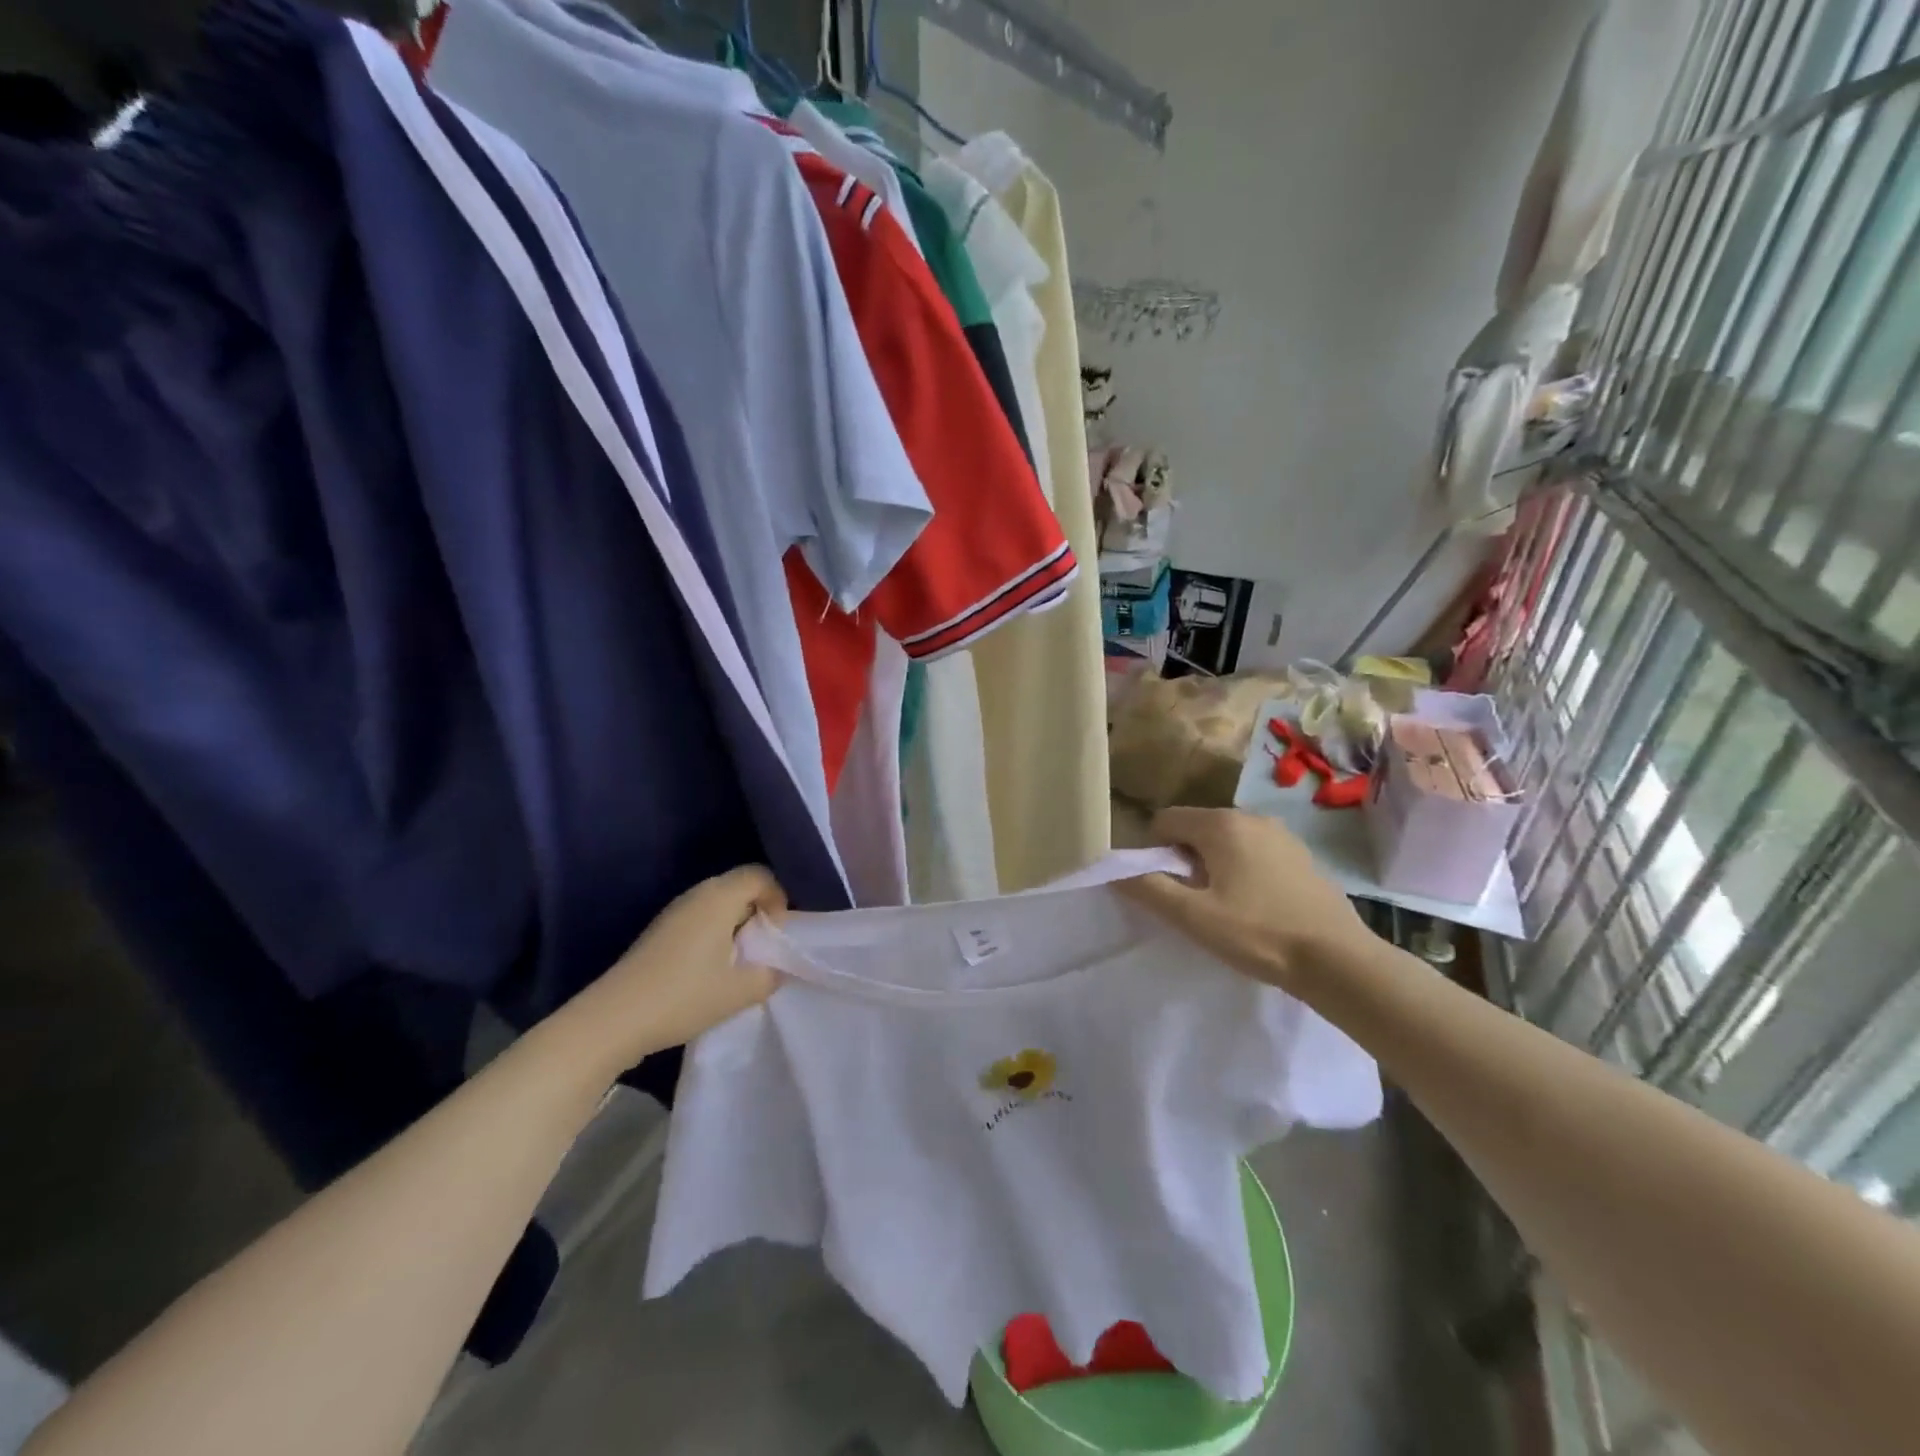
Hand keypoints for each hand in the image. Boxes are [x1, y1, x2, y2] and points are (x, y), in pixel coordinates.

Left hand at [564, 866, 787, 1072]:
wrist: (613, 1019)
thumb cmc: (683, 997)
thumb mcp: (739, 992)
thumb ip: (770, 975)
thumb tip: (778, 968)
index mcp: (719, 898)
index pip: (760, 875)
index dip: (778, 898)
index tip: (777, 933)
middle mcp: (696, 895)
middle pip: (739, 885)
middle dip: (759, 911)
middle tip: (763, 947)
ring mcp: (674, 912)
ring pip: (718, 903)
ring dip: (736, 924)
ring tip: (739, 961)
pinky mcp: (659, 931)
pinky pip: (699, 917)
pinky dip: (715, 933)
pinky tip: (711, 969)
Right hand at [1120, 807, 1371, 993]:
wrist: (1339, 960)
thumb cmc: (1259, 934)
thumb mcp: (1193, 917)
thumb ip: (1148, 889)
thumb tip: (1113, 870)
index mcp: (1221, 824)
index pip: (1165, 820)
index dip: (1154, 852)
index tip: (1167, 888)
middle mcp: (1250, 817)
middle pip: (1195, 828)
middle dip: (1184, 859)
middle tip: (1195, 901)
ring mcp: (1281, 834)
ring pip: (1226, 840)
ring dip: (1213, 865)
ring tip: (1225, 906)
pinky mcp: (1301, 855)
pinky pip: (1254, 851)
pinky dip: (1243, 869)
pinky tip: (1257, 905)